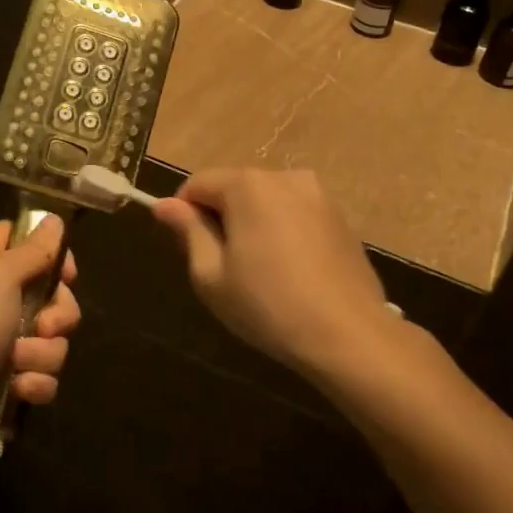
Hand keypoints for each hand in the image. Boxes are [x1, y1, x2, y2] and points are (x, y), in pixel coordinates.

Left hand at [0, 215, 80, 441]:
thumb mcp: (0, 275)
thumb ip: (34, 249)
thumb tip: (55, 219)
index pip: (30, 240)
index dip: (54, 255)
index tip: (66, 275)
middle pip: (53, 293)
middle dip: (58, 315)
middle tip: (43, 327)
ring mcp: (0, 335)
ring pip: (52, 337)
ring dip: (42, 353)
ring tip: (17, 362)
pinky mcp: (6, 373)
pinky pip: (42, 372)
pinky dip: (34, 381)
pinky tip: (18, 387)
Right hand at [152, 168, 391, 377]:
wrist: (348, 334)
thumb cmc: (268, 305)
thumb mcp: (211, 275)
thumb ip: (189, 231)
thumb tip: (164, 204)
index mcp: (248, 185)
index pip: (198, 183)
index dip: (184, 213)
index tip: (187, 249)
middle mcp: (285, 177)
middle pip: (234, 188)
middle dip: (221, 217)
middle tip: (221, 267)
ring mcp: (318, 195)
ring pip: (266, 201)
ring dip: (252, 224)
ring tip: (257, 271)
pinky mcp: (340, 217)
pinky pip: (295, 214)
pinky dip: (282, 232)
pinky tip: (288, 271)